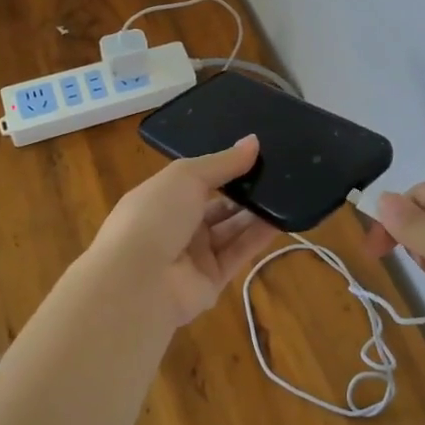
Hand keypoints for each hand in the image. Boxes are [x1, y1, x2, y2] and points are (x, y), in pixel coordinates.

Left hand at [86, 136, 281, 327]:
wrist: (137, 282)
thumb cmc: (155, 216)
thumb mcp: (186, 176)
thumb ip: (223, 162)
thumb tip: (254, 141)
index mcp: (163, 197)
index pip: (198, 180)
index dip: (224, 167)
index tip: (255, 153)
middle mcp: (177, 226)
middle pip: (218, 205)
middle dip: (244, 190)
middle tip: (277, 172)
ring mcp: (194, 256)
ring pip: (231, 229)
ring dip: (256, 212)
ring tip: (286, 191)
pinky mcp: (212, 281)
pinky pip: (239, 253)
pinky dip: (259, 237)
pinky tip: (282, 218)